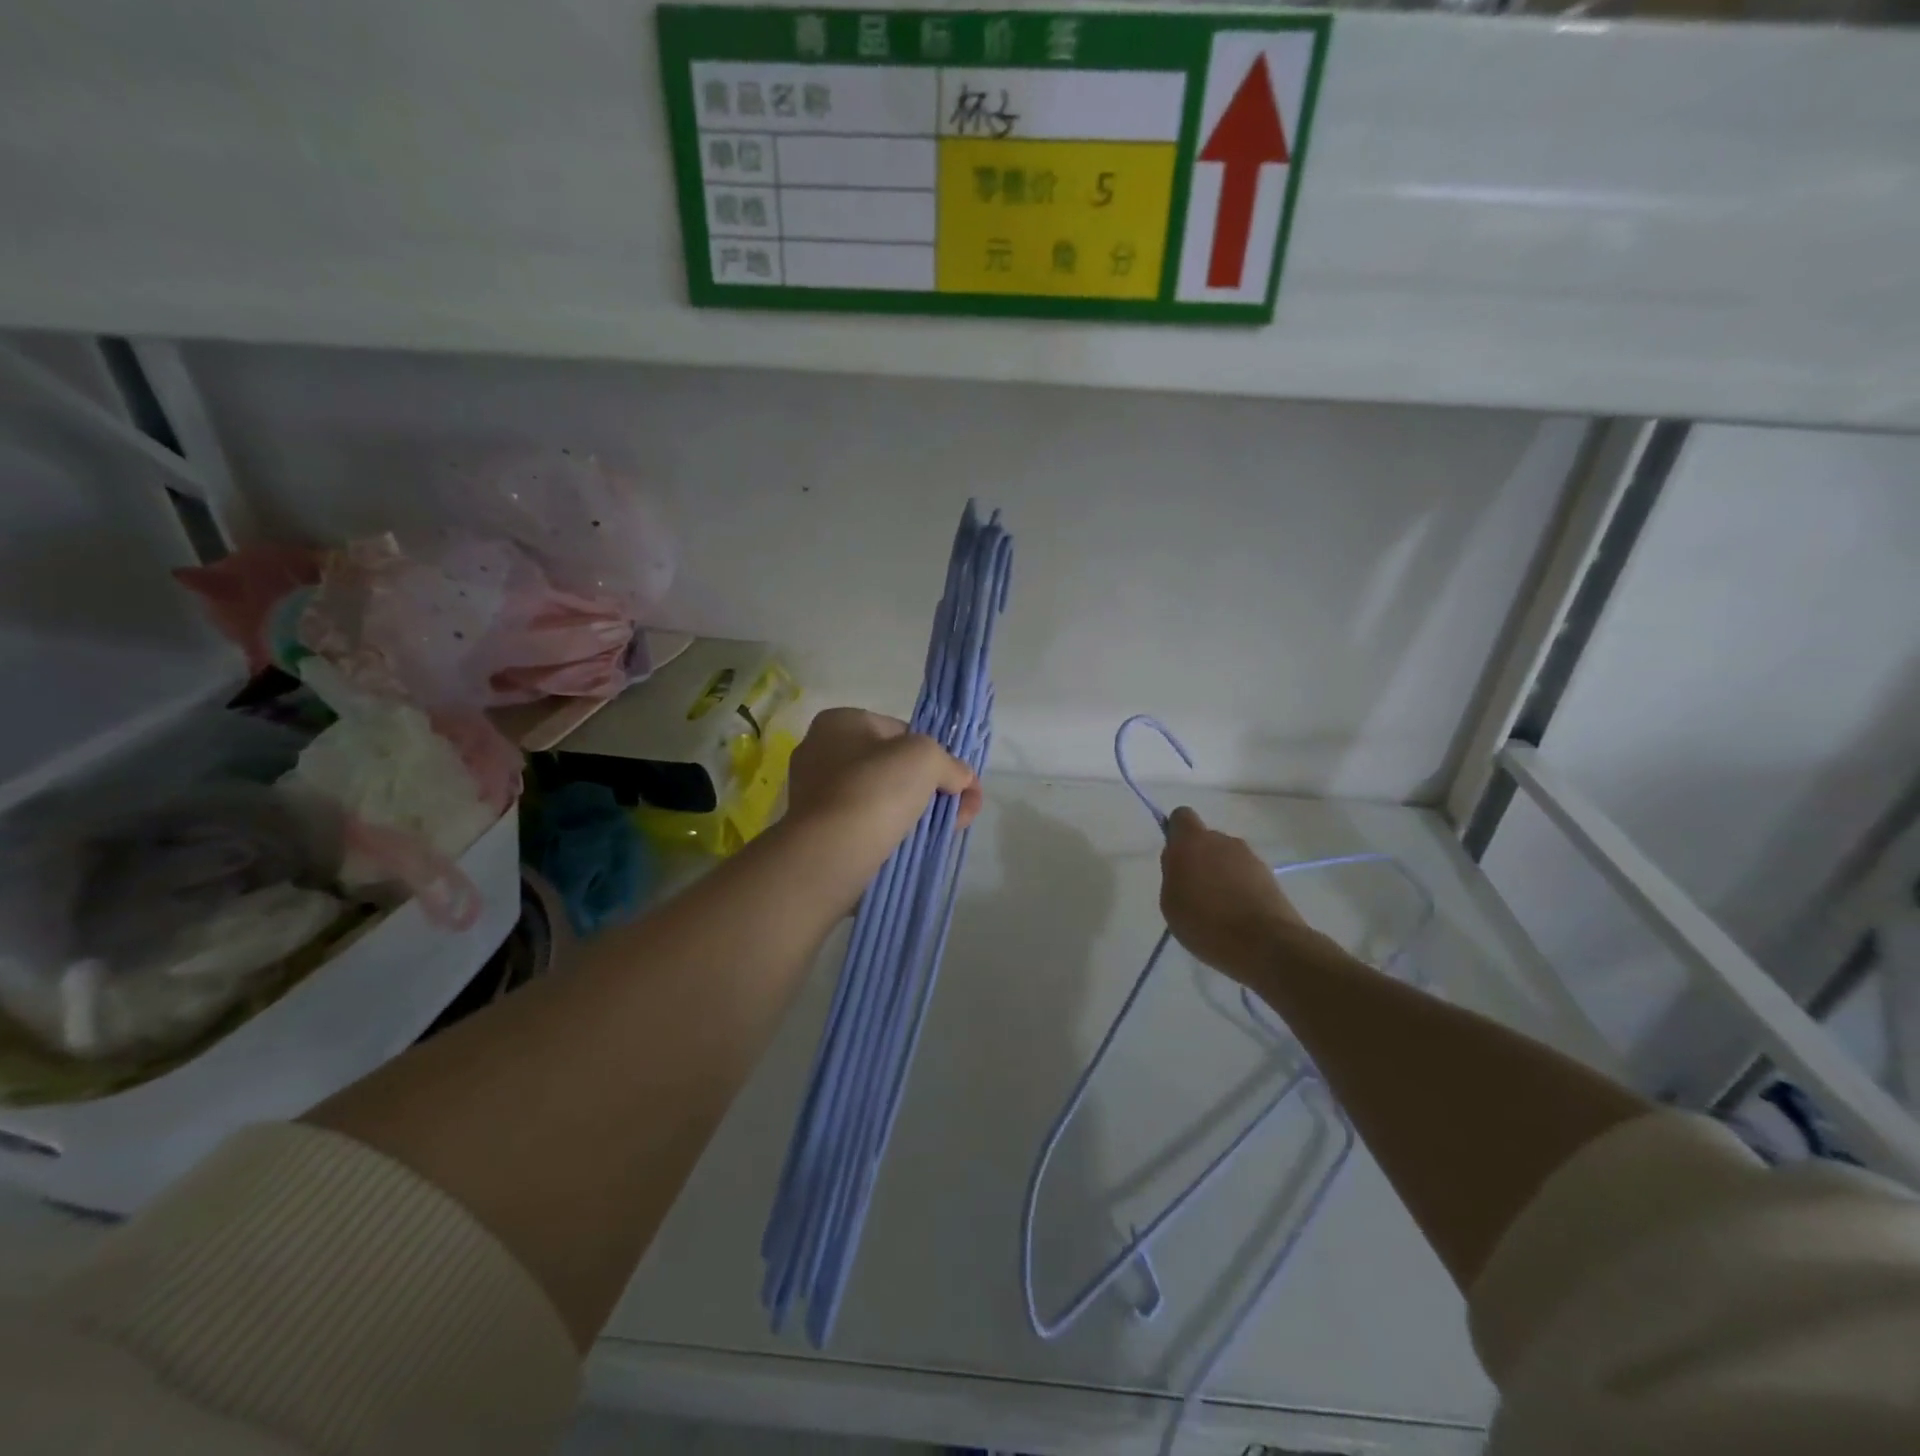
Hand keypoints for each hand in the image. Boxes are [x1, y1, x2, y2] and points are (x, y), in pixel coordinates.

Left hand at [785, 708, 981, 877]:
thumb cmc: (875, 789)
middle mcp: (821, 752)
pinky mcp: (820, 831)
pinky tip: (919, 845)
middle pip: (894, 767)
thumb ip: (949, 763)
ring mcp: (817, 794)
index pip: (901, 731)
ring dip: (920, 811)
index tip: (959, 780)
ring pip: (884, 798)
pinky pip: (868, 824)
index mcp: (839, 722)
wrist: (831, 854)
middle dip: (934, 786)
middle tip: (964, 809)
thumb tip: (961, 778)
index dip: (936, 753)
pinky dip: (895, 832)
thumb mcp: (926, 758)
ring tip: (950, 830)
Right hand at [1159, 807, 1316, 983]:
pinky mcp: (1271, 876)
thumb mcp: (1170, 902)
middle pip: (1207, 840)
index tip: (1175, 860)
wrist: (1266, 945)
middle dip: (1200, 859)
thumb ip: (1173, 874)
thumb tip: (1183, 863)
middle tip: (1195, 892)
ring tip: (1219, 909)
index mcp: (1192, 842)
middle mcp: (1223, 840)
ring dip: (1221, 875)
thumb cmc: (1205, 923)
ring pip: (1227, 858)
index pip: (1181, 817)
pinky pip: (1246, 876)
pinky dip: (1240, 889)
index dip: (1176, 834)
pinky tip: (1238, 916)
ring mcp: (1250, 857)